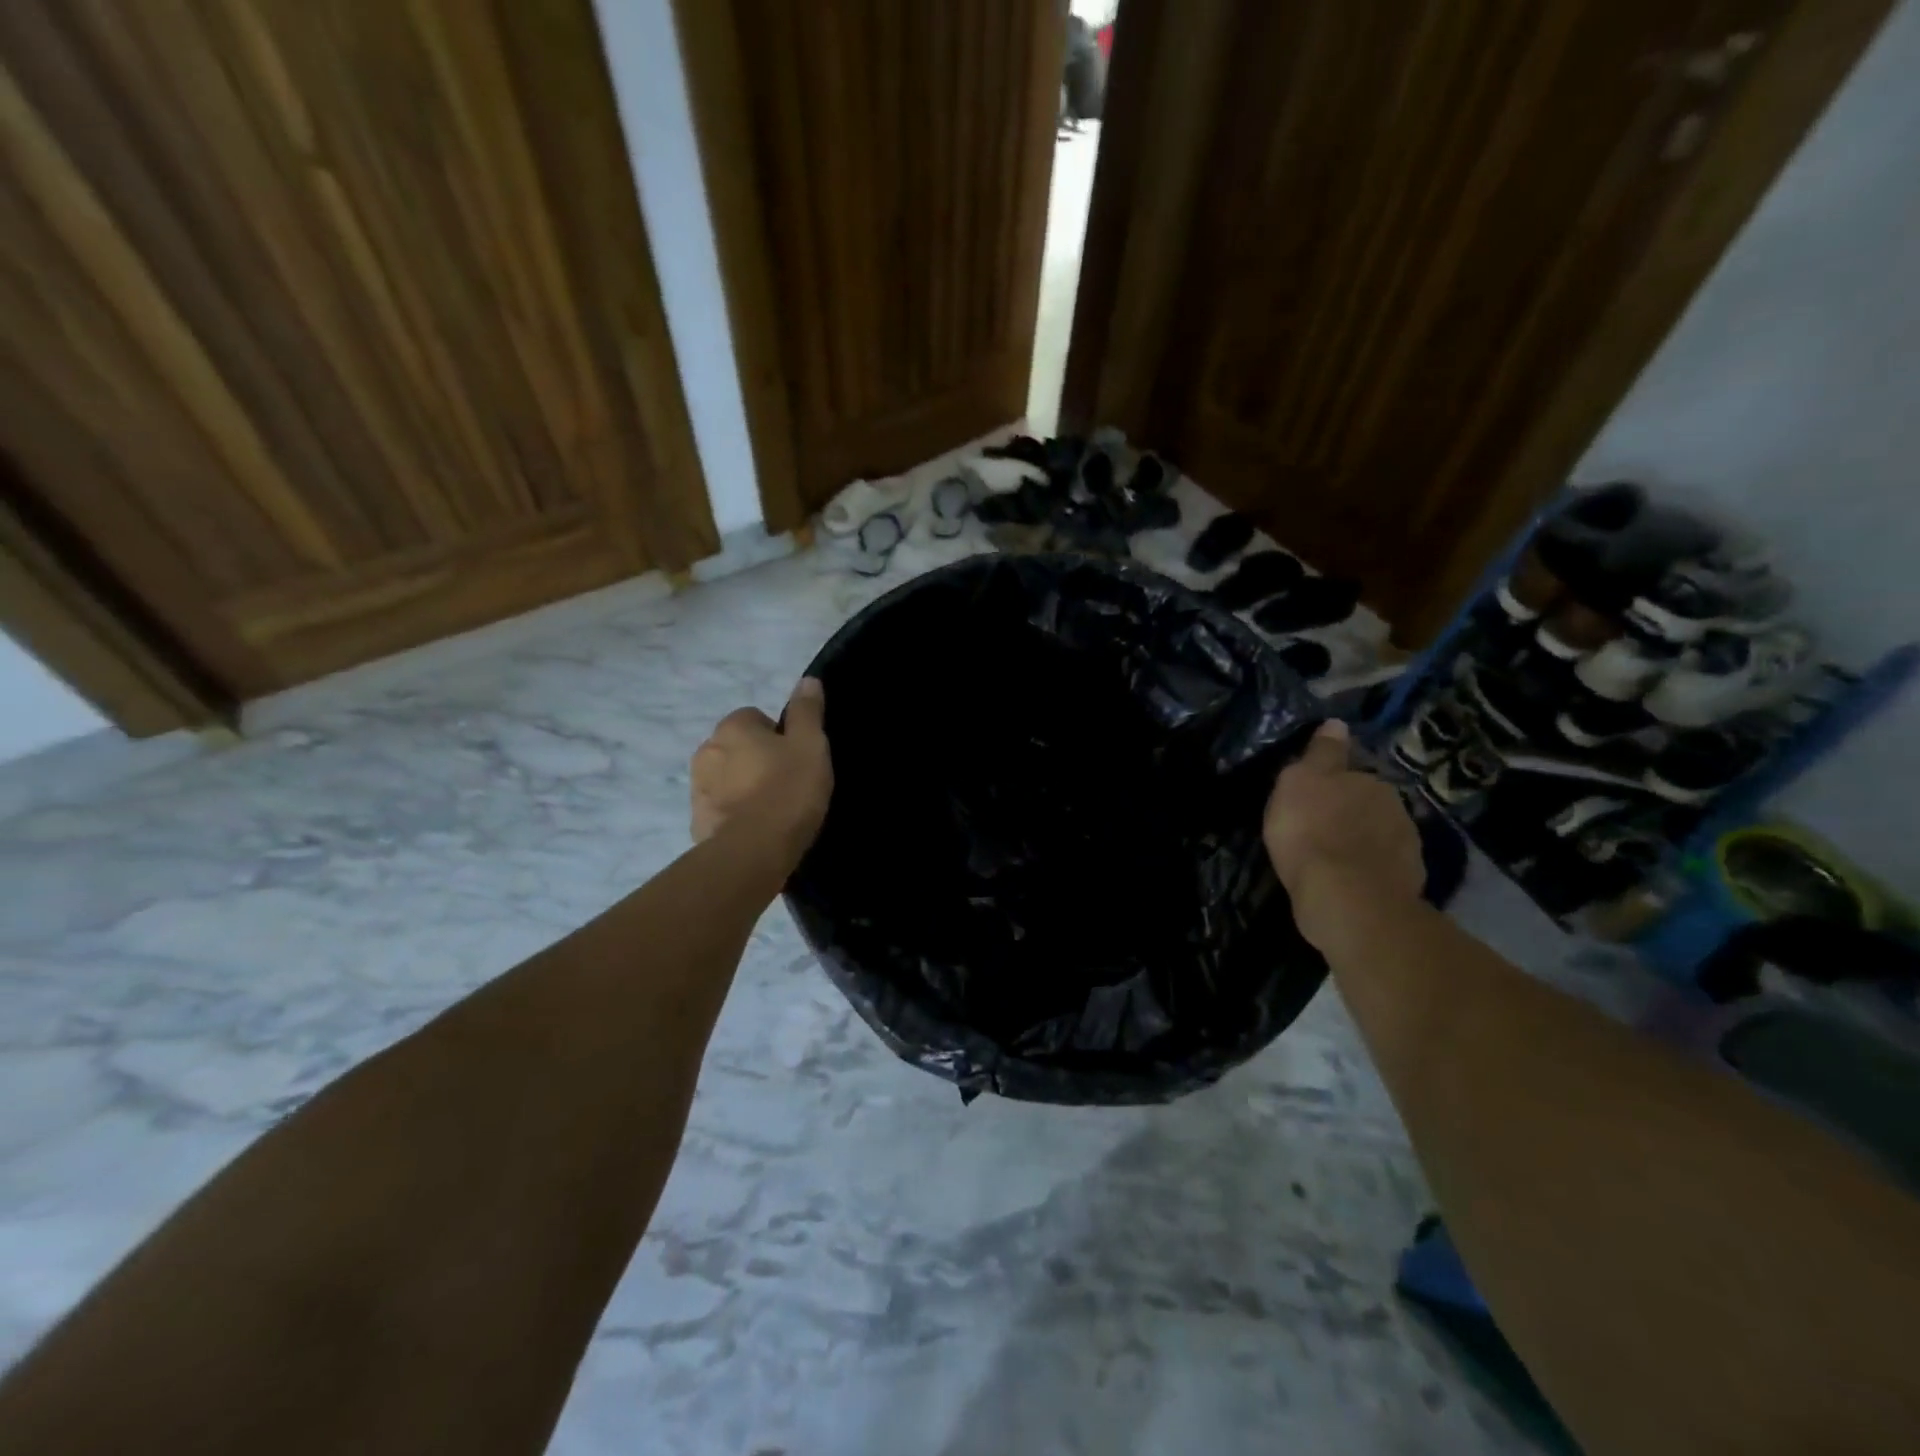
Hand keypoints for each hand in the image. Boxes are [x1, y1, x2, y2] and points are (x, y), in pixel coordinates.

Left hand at [690, 678, 833, 857]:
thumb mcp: (811, 745)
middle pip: (737, 748)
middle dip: (757, 760)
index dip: (779, 736)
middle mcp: (706, 750)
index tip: (796, 759)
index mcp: (733, 727)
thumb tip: (807, 680)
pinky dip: (735, 814)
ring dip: (743, 787)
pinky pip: (721, 808)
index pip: (756, 718)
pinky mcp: (697, 821)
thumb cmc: (788, 790)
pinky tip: (758, 829)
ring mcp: (697, 788)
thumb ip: (807, 711)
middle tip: (788, 783)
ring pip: (726, 778)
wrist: (754, 850)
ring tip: (774, 809)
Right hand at [1264, 720, 1423, 946]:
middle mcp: (1395, 807)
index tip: (1311, 797)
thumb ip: (1321, 753)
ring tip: (1333, 858)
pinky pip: (1383, 868)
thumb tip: (1336, 723)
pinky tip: (1349, 881)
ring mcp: (1406, 846)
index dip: (1330, 783)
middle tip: (1319, 828)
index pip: (1351, 772)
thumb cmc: (1311, 832)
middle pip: (1367, 803)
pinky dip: (1368, 870)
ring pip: (1378, 836)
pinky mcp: (1408, 882)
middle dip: (1348, 812)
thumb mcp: (1300, 782)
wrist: (1346, 898)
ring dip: (1360, 842)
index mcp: (1369, 780)